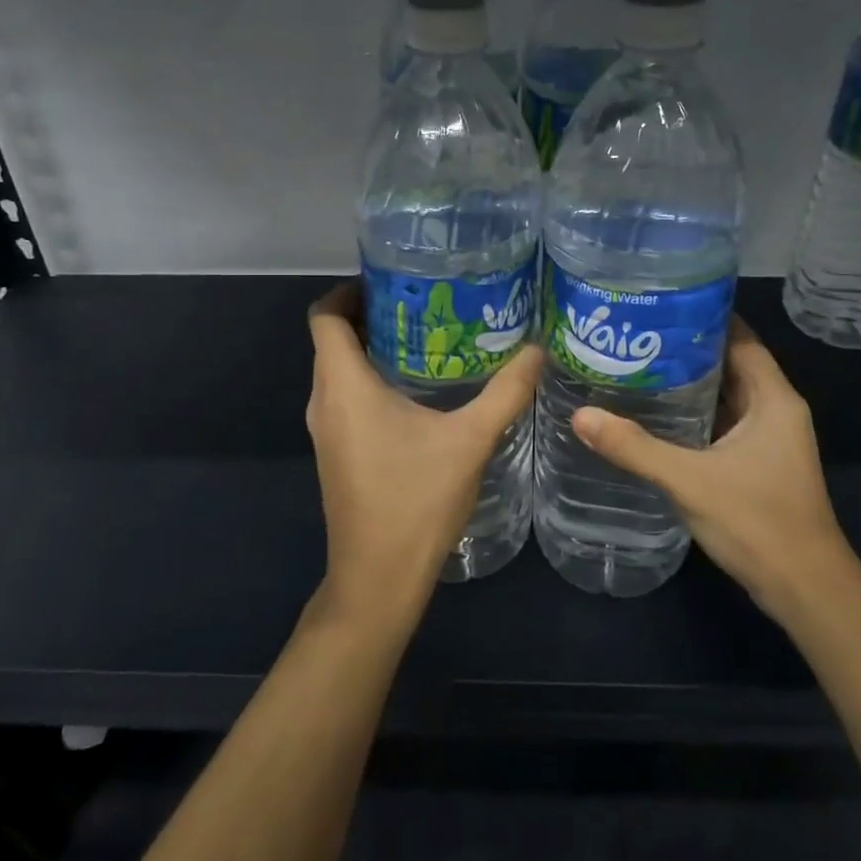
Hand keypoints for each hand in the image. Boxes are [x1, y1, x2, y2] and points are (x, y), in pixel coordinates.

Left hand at [305, 282, 541, 632]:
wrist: (377, 579)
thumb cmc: (415, 502)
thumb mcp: (469, 441)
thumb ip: (505, 393)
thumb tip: (537, 349)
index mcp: (343, 386)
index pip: (324, 315)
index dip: (349, 289)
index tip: (392, 280)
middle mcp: (323, 400)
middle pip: (331, 338)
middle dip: (371, 313)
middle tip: (424, 302)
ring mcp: (325, 429)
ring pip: (338, 369)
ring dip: (372, 347)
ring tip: (428, 337)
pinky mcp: (335, 450)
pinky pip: (344, 396)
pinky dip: (370, 378)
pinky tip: (417, 389)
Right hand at [569, 317, 844, 606]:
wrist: (806, 591)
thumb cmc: (758, 523)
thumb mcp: (689, 480)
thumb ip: (634, 447)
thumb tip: (580, 415)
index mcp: (773, 399)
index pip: (740, 337)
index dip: (703, 316)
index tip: (658, 303)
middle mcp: (775, 410)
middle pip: (729, 362)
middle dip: (685, 347)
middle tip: (633, 333)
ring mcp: (768, 439)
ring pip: (724, 394)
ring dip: (687, 381)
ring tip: (635, 364)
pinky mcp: (757, 463)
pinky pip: (721, 422)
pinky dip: (692, 413)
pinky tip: (654, 414)